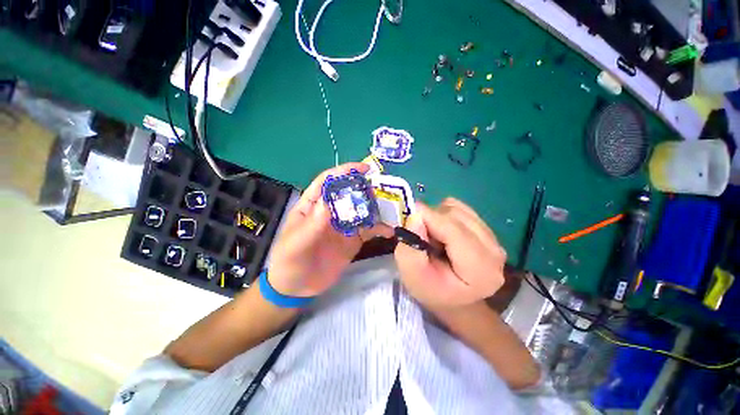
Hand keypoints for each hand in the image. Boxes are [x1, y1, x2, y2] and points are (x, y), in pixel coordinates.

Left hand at [267, 163, 391, 297]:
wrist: (297, 288)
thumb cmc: (289, 261)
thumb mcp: (296, 243)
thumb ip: (312, 225)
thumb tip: (328, 201)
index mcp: (313, 205)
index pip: (328, 182)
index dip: (344, 172)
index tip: (363, 169)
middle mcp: (331, 211)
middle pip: (350, 193)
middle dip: (365, 189)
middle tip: (383, 191)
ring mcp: (344, 225)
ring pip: (362, 210)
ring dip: (376, 208)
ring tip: (391, 209)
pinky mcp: (353, 240)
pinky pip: (369, 230)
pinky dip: (380, 228)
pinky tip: (390, 230)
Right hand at [394, 198, 506, 307]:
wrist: (452, 298)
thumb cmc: (430, 289)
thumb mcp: (411, 274)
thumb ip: (410, 247)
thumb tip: (416, 216)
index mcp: (480, 271)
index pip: (455, 231)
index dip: (430, 218)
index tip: (409, 215)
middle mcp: (494, 252)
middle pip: (457, 217)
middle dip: (433, 219)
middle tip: (421, 234)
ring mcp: (494, 240)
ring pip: (459, 210)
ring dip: (438, 217)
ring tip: (432, 236)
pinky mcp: (489, 231)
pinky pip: (462, 209)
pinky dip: (445, 215)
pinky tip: (442, 231)